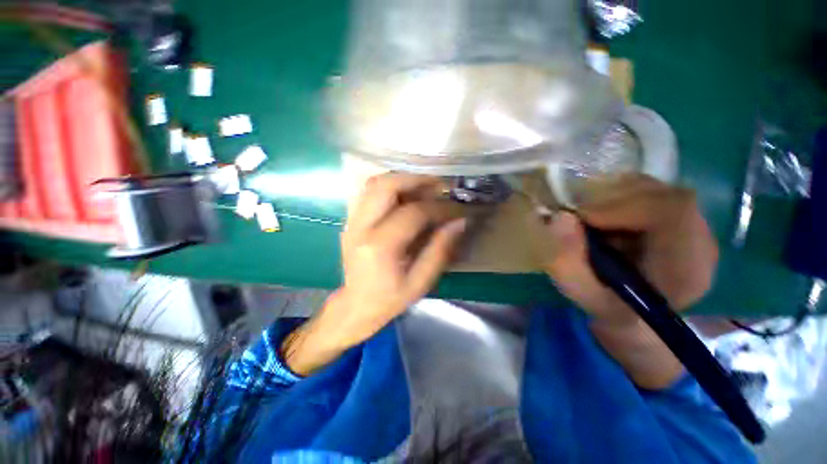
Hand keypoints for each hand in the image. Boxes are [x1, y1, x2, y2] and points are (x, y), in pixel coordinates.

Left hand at [282, 173, 466, 375]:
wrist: (355, 305)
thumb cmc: (389, 299)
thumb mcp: (420, 282)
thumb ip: (440, 250)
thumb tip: (459, 222)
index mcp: (380, 247)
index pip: (413, 213)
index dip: (439, 208)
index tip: (457, 209)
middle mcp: (361, 227)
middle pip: (385, 185)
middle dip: (416, 179)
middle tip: (438, 186)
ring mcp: (352, 221)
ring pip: (375, 184)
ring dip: (402, 180)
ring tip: (424, 189)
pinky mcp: (351, 220)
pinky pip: (370, 193)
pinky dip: (391, 188)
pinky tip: (406, 198)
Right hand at [533, 175, 718, 325]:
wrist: (635, 314)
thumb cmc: (608, 307)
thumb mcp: (581, 293)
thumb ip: (567, 261)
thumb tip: (561, 217)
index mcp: (685, 269)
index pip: (672, 212)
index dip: (622, 206)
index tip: (582, 217)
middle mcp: (701, 243)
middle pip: (665, 195)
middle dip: (614, 199)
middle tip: (582, 216)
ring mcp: (695, 227)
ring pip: (657, 189)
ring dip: (616, 197)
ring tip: (594, 219)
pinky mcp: (682, 219)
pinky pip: (652, 192)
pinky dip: (621, 196)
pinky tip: (607, 217)